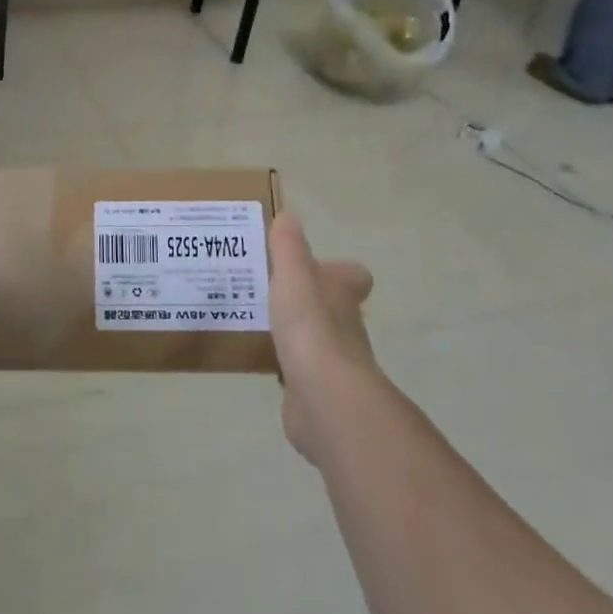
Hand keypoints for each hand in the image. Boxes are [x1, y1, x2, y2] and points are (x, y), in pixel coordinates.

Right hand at [268, 213, 376, 464]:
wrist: (324, 397)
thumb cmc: (310, 327)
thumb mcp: (293, 275)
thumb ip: (288, 246)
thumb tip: (289, 216)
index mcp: (341, 295)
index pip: (353, 277)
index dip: (337, 271)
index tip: (311, 267)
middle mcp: (345, 326)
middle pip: (333, 308)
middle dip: (309, 300)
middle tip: (272, 290)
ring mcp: (333, 361)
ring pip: (316, 339)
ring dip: (295, 331)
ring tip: (259, 320)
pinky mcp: (315, 390)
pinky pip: (300, 371)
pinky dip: (286, 364)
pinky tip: (262, 358)